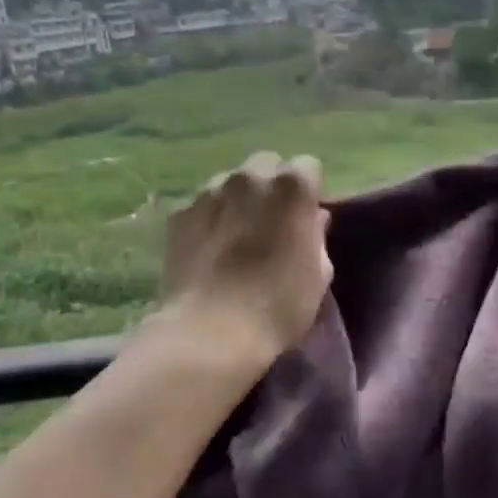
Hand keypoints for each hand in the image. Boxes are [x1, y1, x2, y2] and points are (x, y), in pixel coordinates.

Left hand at [162, 152, 331, 359]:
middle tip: (273, 220)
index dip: (310, 191)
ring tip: (238, 234)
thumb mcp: (319, 274)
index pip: (308, 166)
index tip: (307, 217)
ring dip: (239, 198)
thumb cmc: (279, 305)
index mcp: (292, 187)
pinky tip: (211, 248)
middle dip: (272, 184)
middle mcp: (249, 177)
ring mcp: (209, 192)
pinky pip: (202, 204)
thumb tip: (312, 219)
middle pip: (266, 164)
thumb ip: (317, 236)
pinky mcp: (179, 214)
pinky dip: (210, 217)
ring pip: (231, 181)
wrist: (210, 333)